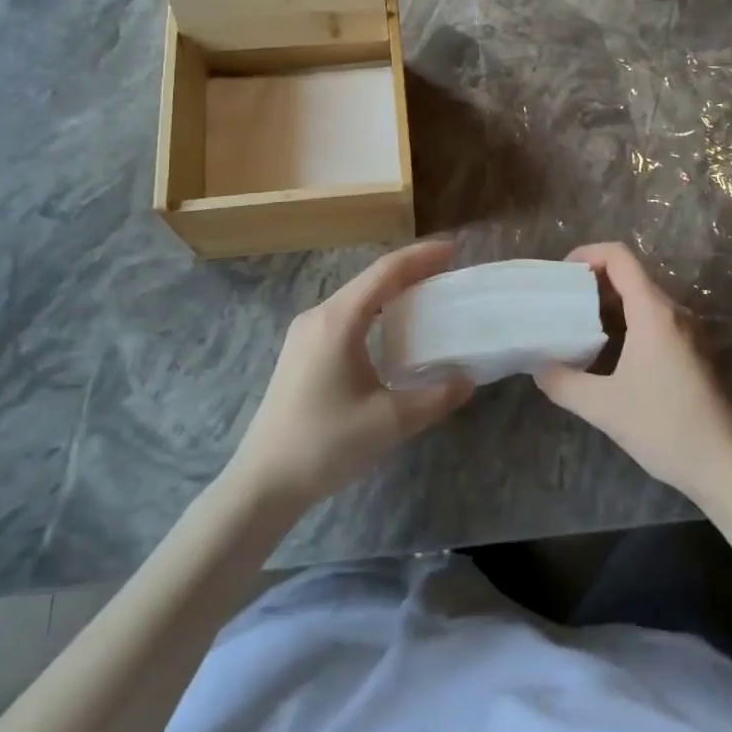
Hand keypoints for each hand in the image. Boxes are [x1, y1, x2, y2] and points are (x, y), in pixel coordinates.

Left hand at [229, 239, 472, 508]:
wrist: (263, 483)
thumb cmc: (325, 445)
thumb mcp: (389, 422)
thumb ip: (435, 397)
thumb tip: (468, 379)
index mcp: (338, 321)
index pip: (386, 272)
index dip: (421, 256)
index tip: (454, 249)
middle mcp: (319, 316)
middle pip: (370, 279)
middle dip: (410, 270)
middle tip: (447, 271)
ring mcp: (305, 333)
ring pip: (356, 297)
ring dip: (391, 291)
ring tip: (426, 293)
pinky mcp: (301, 352)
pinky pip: (344, 315)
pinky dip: (374, 310)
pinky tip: (390, 328)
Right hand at [533, 242, 731, 498]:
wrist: (725, 465)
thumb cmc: (665, 427)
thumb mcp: (604, 408)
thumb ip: (563, 383)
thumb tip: (538, 367)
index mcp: (653, 312)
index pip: (620, 257)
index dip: (588, 253)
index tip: (562, 274)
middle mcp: (673, 312)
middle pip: (630, 275)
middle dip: (592, 281)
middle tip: (561, 302)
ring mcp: (686, 331)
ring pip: (642, 299)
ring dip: (608, 304)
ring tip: (577, 326)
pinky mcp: (691, 351)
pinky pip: (653, 320)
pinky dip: (625, 322)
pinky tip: (606, 353)